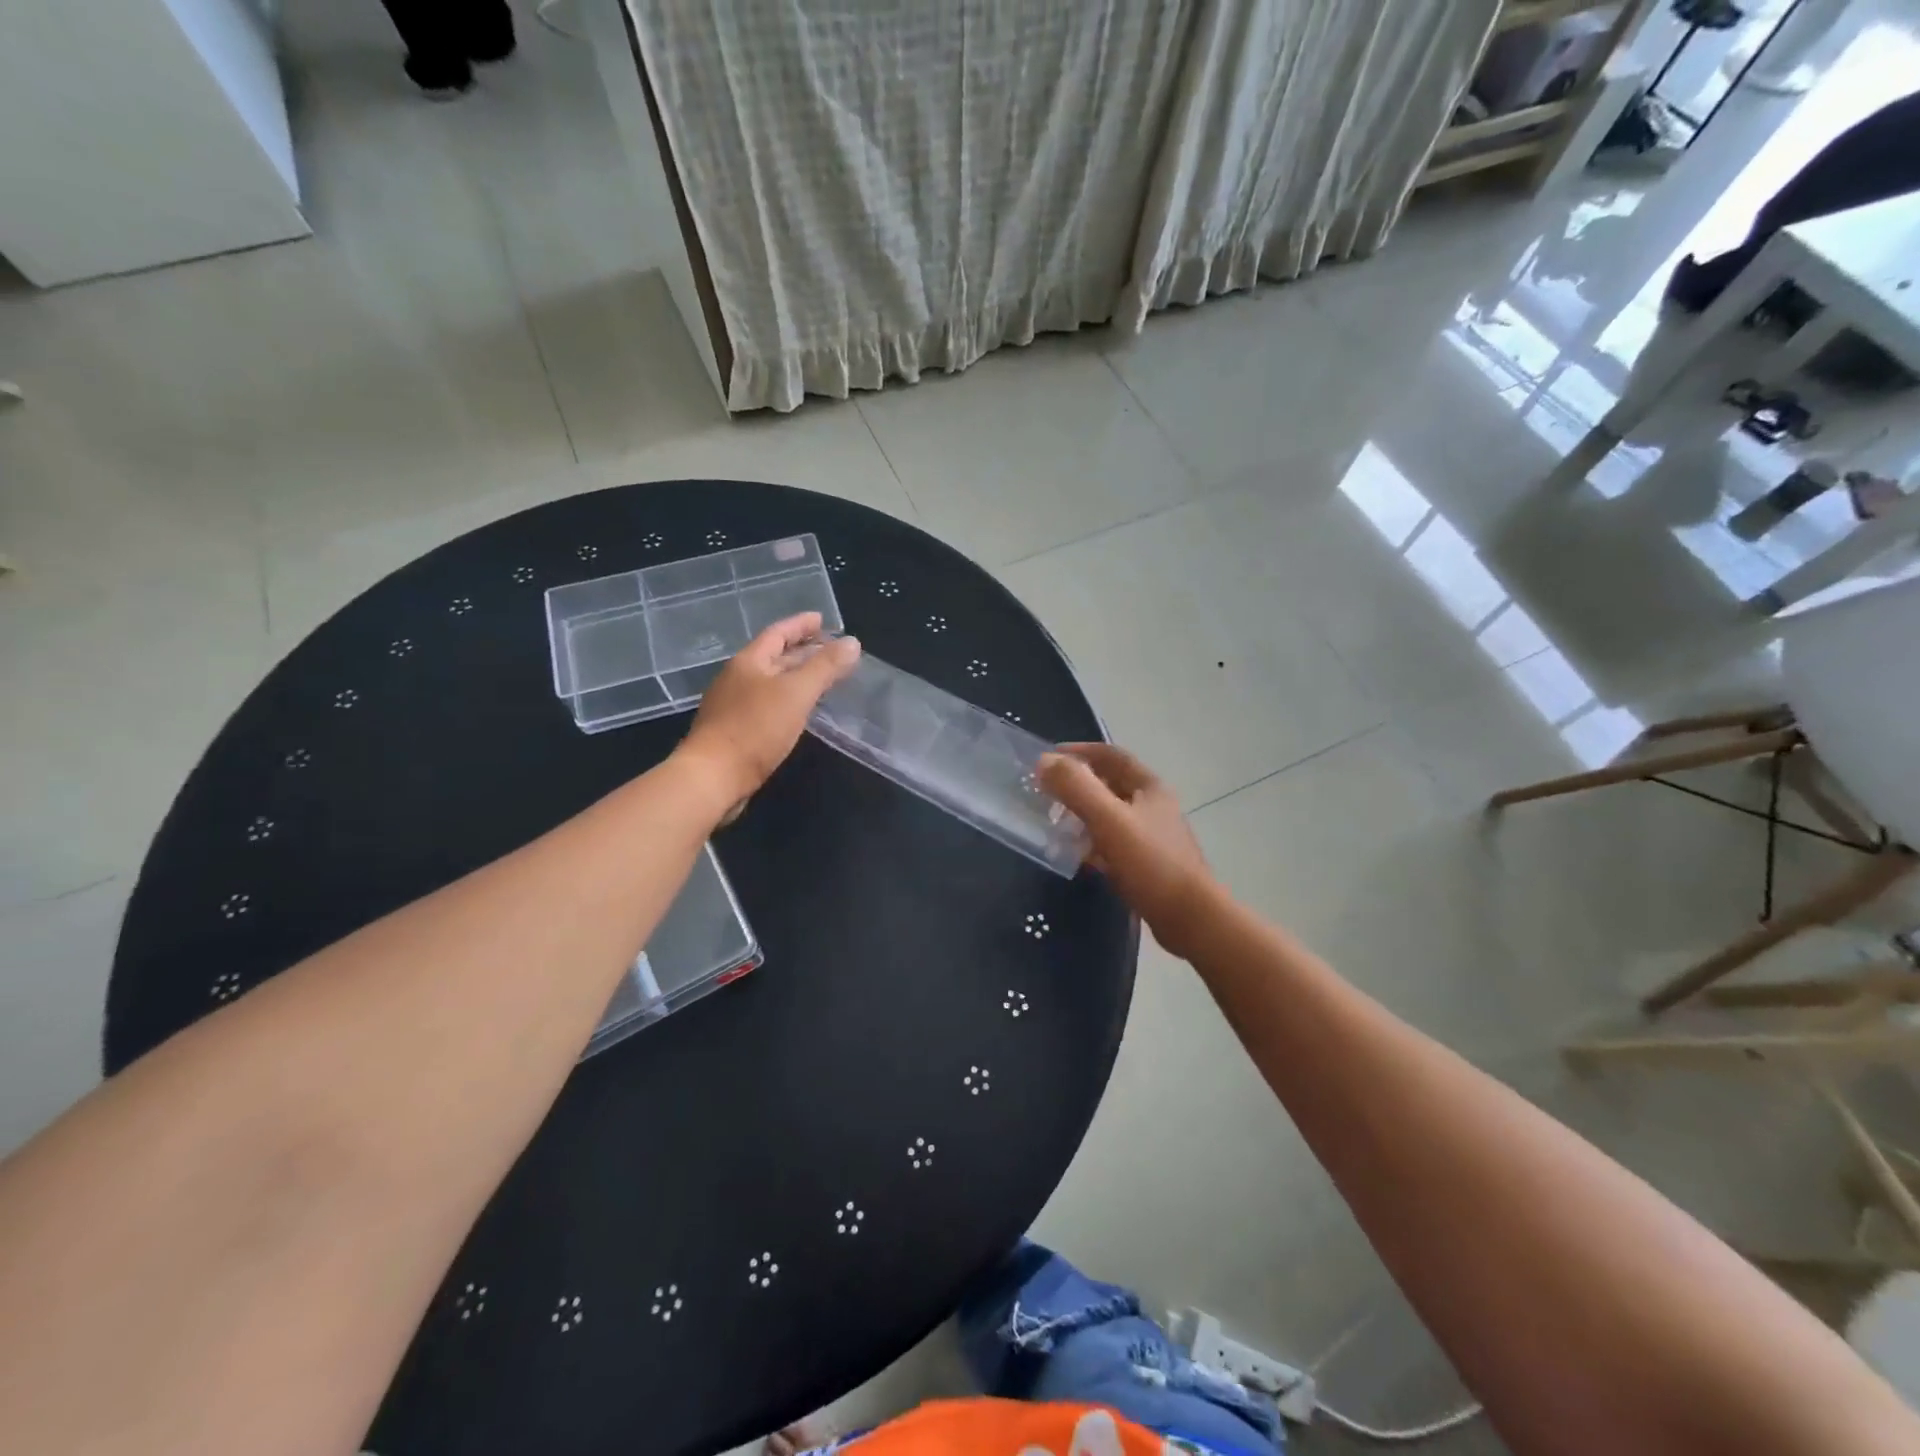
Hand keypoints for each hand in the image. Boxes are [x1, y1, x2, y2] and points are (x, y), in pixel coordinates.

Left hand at [678, 614, 860, 812]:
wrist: (713, 777)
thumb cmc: (755, 729)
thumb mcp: (796, 693)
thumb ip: (825, 667)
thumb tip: (852, 643)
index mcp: (749, 662)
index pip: (778, 633)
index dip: (801, 625)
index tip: (822, 619)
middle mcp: (738, 679)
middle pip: (774, 657)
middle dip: (802, 651)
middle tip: (831, 650)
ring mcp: (734, 706)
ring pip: (771, 683)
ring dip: (796, 677)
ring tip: (822, 679)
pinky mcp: (736, 732)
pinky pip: (768, 706)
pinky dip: (788, 701)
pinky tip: (801, 713)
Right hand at [1039, 743, 1216, 957]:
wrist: (1190, 919)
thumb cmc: (1151, 863)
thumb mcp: (1109, 819)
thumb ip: (1076, 788)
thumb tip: (1044, 761)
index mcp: (1149, 787)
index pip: (1110, 755)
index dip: (1079, 751)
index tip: (1047, 758)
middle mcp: (1152, 806)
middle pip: (1109, 785)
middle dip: (1076, 785)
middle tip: (1043, 793)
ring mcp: (1151, 836)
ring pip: (1108, 815)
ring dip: (1080, 814)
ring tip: (1052, 823)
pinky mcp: (1146, 864)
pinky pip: (1111, 844)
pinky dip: (1090, 843)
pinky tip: (1073, 855)